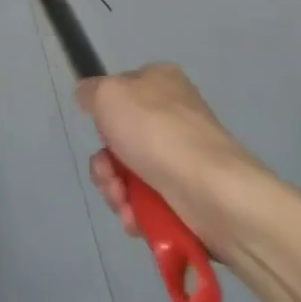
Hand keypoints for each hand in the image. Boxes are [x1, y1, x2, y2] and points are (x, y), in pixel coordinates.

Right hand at [76, 62, 267, 251]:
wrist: (213, 191)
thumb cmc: (157, 131)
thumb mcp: (109, 94)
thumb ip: (90, 92)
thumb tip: (87, 96)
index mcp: (160, 81)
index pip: (121, 92)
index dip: (104, 115)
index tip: (101, 130)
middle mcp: (173, 115)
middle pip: (121, 140)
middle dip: (106, 165)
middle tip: (108, 176)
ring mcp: (182, 158)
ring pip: (131, 176)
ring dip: (117, 192)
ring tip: (123, 203)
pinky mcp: (189, 198)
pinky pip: (150, 204)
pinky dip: (138, 214)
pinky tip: (137, 220)